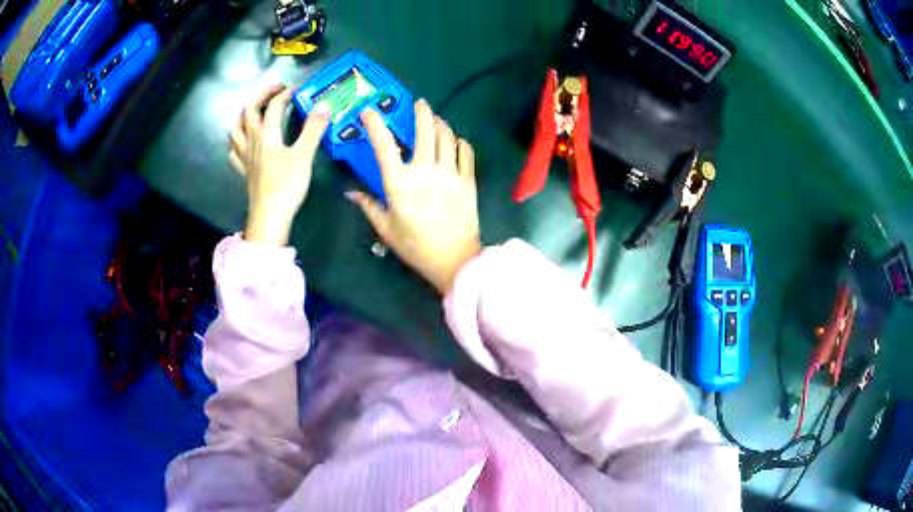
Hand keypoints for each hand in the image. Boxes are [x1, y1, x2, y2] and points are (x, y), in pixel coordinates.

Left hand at [229, 84, 329, 245]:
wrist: (269, 217)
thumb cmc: (286, 186)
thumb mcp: (304, 155)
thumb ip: (313, 128)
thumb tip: (324, 104)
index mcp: (266, 134)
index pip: (273, 106)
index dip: (285, 94)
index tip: (297, 89)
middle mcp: (252, 141)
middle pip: (249, 111)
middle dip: (261, 95)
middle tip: (275, 89)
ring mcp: (245, 157)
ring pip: (236, 129)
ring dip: (243, 115)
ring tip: (254, 110)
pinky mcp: (244, 171)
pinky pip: (234, 151)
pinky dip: (236, 141)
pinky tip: (242, 141)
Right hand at [348, 100, 481, 294]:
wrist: (454, 260)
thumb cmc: (416, 246)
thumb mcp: (386, 228)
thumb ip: (369, 206)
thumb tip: (351, 193)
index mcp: (399, 182)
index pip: (384, 145)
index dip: (375, 124)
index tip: (369, 111)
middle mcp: (425, 170)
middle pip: (425, 130)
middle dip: (421, 112)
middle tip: (419, 104)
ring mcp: (450, 173)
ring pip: (447, 137)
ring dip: (440, 124)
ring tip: (436, 120)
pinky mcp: (468, 180)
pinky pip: (466, 152)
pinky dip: (460, 142)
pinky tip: (456, 142)